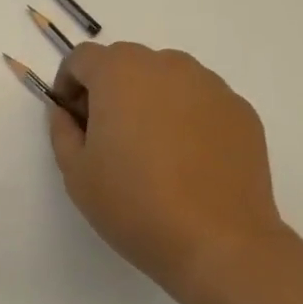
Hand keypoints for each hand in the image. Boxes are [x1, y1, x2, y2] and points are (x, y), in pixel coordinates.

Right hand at [48, 43, 287, 303]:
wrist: (221, 245)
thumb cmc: (136, 205)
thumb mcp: (76, 173)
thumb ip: (62, 130)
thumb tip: (67, 112)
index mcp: (118, 71)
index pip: (82, 58)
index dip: (69, 85)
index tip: (74, 120)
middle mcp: (164, 64)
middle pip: (126, 63)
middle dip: (111, 90)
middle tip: (111, 137)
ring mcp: (208, 85)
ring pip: (166, 79)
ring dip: (151, 100)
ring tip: (155, 149)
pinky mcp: (240, 110)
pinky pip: (200, 101)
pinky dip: (188, 117)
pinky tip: (190, 161)